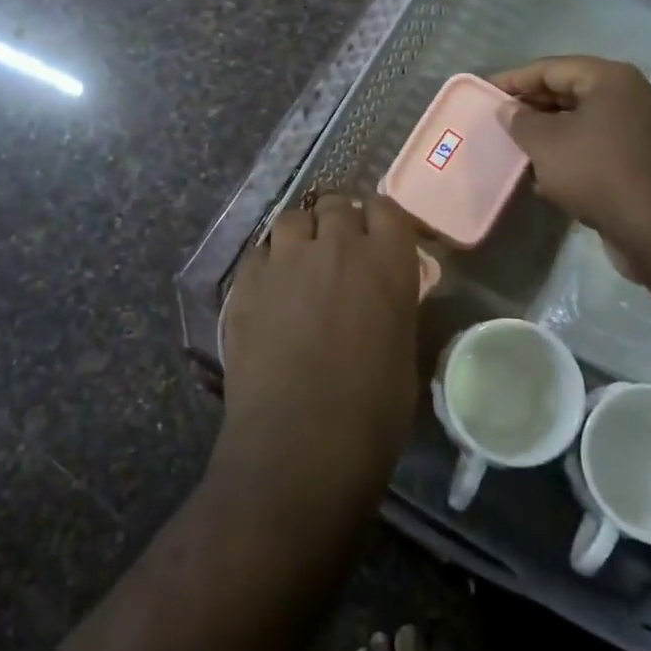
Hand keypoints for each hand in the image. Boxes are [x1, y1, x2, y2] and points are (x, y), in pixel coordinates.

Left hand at [217, 194, 422, 507]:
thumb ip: (391, 305)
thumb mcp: (403, 350)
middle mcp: (338, 246)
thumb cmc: (371, 412)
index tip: (377, 236)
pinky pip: (260, 252)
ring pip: (292, 219)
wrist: (299, 444)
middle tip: (338, 252)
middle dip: (339, 222)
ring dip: (301, 235)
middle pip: (336, 205)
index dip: (379, 220)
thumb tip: (378, 296)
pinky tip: (270, 291)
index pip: (386, 208)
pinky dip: (269, 262)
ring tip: (300, 264)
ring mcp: (286, 260)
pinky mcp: (246, 281)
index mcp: (387, 262)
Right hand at [491, 57, 650, 254]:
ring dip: (551, 129)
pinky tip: (547, 169)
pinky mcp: (646, 157)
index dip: (515, 78)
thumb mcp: (546, 144)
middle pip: (572, 90)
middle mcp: (633, 94)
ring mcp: (644, 127)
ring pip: (585, 118)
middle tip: (500, 116)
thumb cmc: (596, 172)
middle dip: (533, 104)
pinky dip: (572, 149)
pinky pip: (599, 142)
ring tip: (518, 142)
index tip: (485, 89)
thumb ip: (521, 121)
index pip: (552, 68)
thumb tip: (508, 109)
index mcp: (611, 79)